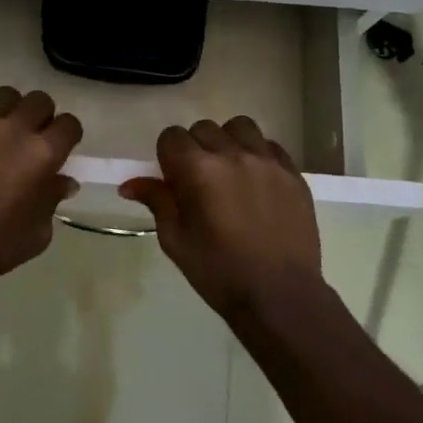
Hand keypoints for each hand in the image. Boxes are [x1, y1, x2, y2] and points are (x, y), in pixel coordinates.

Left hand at [0, 87, 82, 285]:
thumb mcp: (37, 234)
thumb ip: (52, 201)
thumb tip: (63, 182)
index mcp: (42, 154)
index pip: (69, 125)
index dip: (68, 136)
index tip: (61, 148)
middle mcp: (13, 129)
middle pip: (39, 100)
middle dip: (42, 116)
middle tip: (32, 137)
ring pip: (4, 95)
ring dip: (9, 111)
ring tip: (0, 131)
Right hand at [119, 117, 322, 315]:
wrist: (280, 296)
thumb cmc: (219, 272)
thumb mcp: (176, 241)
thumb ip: (157, 202)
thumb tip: (129, 185)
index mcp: (198, 170)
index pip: (171, 136)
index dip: (167, 155)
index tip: (172, 179)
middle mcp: (232, 155)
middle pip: (203, 128)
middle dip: (194, 148)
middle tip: (198, 180)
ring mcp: (267, 161)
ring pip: (239, 127)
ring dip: (227, 141)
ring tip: (229, 170)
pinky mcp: (292, 173)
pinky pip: (270, 145)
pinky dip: (257, 153)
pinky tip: (256, 179)